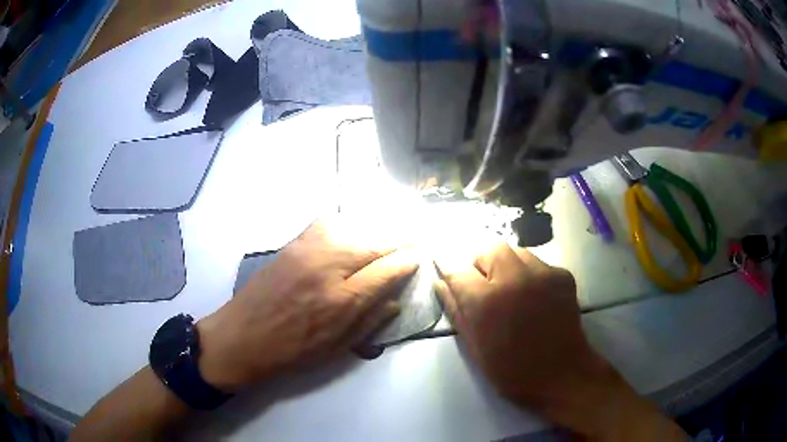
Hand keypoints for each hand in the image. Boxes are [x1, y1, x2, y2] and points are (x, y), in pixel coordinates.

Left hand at [197, 221, 418, 391]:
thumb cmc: (292, 351)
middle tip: (409, 243)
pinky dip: (345, 227)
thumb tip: (396, 299)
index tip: (418, 257)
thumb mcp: (337, 348)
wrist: (243, 336)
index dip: (407, 261)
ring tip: (382, 242)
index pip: (387, 269)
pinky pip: (327, 225)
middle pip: (373, 243)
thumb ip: (370, 321)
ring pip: (352, 228)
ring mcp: (307, 251)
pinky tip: (349, 235)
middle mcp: (327, 267)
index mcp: (342, 300)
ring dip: (373, 233)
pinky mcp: (291, 244)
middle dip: (396, 242)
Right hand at [434, 242, 600, 403]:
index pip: (458, 270)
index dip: (451, 273)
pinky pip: (538, 264)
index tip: (451, 277)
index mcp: (486, 301)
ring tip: (512, 290)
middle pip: (490, 249)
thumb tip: (440, 283)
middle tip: (485, 286)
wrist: (561, 374)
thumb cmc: (511, 369)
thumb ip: (456, 310)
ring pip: (516, 252)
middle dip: (482, 263)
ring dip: (507, 267)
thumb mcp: (474, 346)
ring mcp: (542, 274)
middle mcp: (514, 278)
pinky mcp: (562, 275)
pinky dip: (530, 275)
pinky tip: (535, 298)